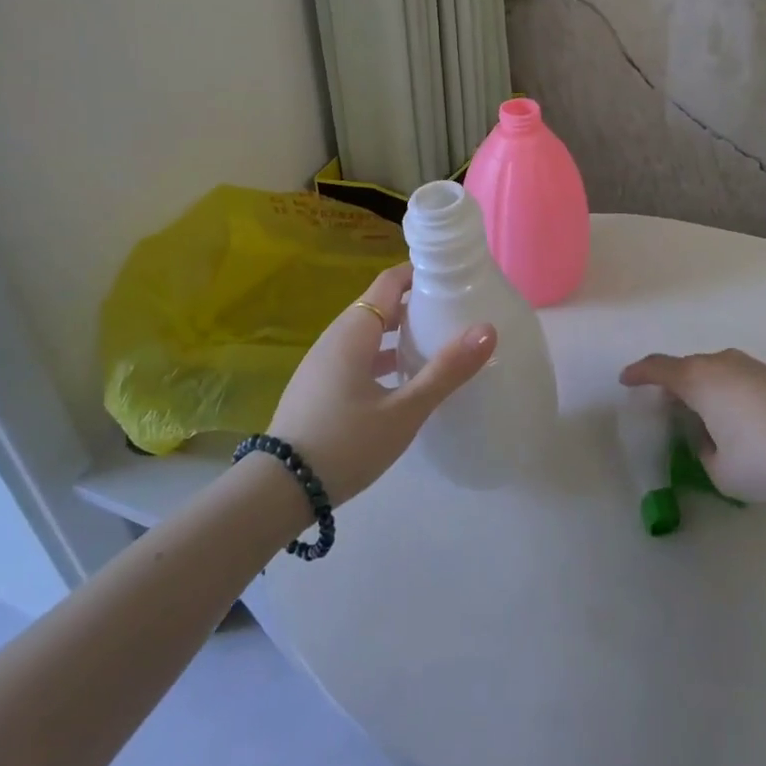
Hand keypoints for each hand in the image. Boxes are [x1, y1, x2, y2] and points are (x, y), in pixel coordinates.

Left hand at [267, 263, 495, 505]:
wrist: (278, 492)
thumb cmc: (345, 444)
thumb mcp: (404, 411)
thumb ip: (446, 370)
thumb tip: (487, 329)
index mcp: (354, 331)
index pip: (389, 282)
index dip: (420, 273)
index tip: (453, 278)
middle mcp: (335, 338)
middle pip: (379, 305)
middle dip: (416, 303)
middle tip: (455, 312)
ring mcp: (322, 363)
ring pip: (368, 333)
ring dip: (400, 332)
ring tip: (436, 344)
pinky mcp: (318, 387)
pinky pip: (356, 355)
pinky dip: (383, 355)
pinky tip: (403, 381)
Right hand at [619, 349, 765, 506]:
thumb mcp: (720, 470)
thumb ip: (703, 451)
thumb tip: (709, 438)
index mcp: (699, 380)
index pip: (658, 368)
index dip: (639, 373)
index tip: (625, 380)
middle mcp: (722, 363)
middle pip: (686, 367)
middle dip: (671, 383)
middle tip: (664, 406)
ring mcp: (751, 366)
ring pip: (714, 370)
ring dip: (701, 387)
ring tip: (699, 414)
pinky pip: (735, 377)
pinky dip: (724, 392)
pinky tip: (733, 416)